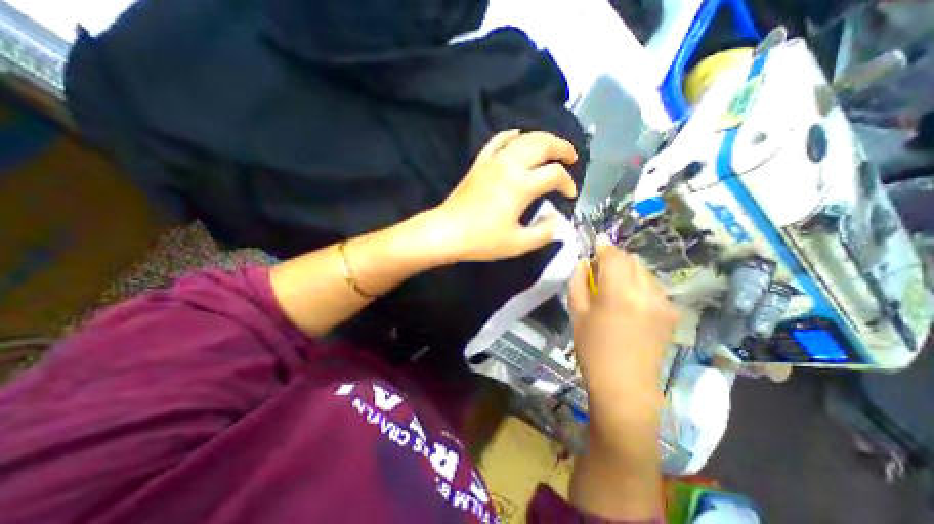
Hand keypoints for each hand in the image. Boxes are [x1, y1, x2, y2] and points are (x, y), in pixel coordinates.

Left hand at [431, 129, 576, 263]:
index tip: (570, 195)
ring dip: (542, 138)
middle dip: (562, 147)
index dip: (568, 183)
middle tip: (571, 157)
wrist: (447, 232)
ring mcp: (493, 161)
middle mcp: (510, 165)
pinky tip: (517, 135)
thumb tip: (558, 220)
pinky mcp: (479, 163)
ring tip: (552, 147)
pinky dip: (510, 135)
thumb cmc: (482, 240)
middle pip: (542, 144)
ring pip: (522, 138)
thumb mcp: (518, 244)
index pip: (555, 174)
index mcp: (522, 185)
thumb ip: (544, 232)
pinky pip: (497, 141)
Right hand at [570, 240, 680, 429]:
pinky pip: (653, 286)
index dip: (604, 247)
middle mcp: (646, 293)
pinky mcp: (671, 313)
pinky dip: (639, 283)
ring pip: (645, 271)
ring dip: (628, 270)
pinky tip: (629, 300)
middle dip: (616, 258)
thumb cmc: (593, 350)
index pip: (614, 256)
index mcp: (619, 293)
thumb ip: (579, 283)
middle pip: (632, 260)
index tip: (595, 244)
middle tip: (600, 268)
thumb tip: (583, 263)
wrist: (626, 386)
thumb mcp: (577, 314)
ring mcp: (663, 303)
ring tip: (614, 285)